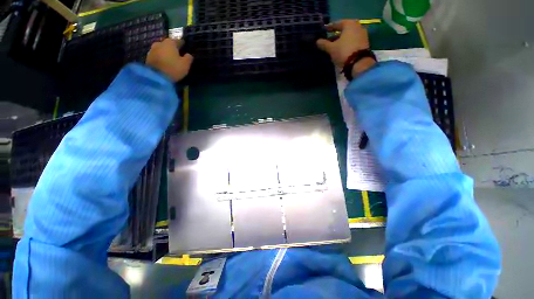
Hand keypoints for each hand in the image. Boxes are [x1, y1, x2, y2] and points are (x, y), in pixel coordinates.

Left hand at [146, 38, 193, 81]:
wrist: (156, 77)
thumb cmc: (173, 68)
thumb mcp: (185, 65)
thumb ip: (188, 58)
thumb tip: (188, 54)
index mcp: (170, 42)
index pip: (178, 41)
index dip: (182, 44)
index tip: (185, 46)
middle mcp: (160, 43)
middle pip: (168, 44)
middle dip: (173, 48)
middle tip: (178, 54)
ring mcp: (152, 49)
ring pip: (162, 49)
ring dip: (166, 53)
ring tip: (170, 59)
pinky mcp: (148, 57)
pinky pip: (157, 55)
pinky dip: (161, 58)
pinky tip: (164, 62)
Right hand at [316, 20, 374, 77]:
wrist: (359, 62)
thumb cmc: (343, 51)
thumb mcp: (331, 48)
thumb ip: (324, 44)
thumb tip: (317, 41)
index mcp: (349, 24)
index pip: (337, 24)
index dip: (329, 28)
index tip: (324, 30)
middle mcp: (357, 26)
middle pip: (344, 30)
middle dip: (335, 35)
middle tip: (328, 40)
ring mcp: (362, 34)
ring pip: (348, 36)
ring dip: (341, 40)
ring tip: (334, 46)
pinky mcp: (364, 43)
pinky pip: (353, 41)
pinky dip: (346, 44)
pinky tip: (341, 49)